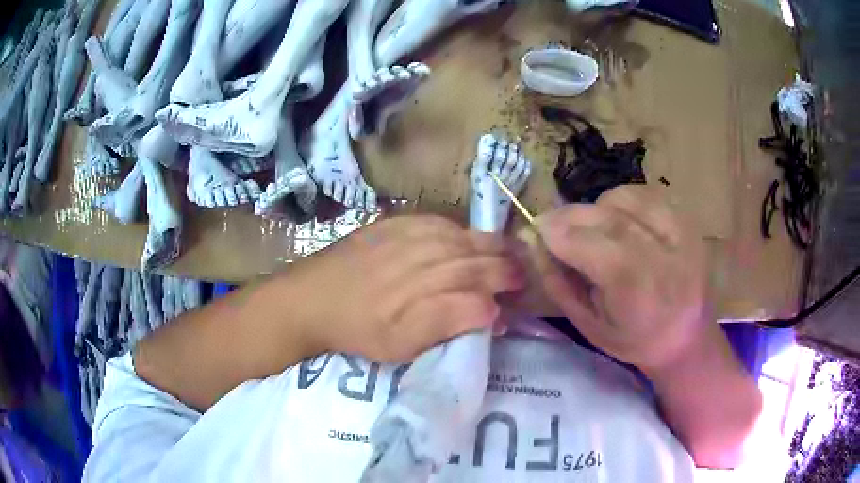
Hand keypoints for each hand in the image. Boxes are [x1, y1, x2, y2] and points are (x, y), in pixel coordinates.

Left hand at [287, 215, 524, 362]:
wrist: (309, 299)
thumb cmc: (356, 330)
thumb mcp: (400, 346)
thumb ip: (446, 325)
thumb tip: (489, 310)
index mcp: (421, 298)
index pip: (476, 291)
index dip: (501, 293)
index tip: (516, 298)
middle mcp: (418, 262)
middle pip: (473, 260)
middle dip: (504, 265)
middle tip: (522, 270)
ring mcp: (403, 239)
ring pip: (459, 238)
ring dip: (487, 244)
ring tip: (507, 250)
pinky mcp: (390, 225)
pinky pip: (434, 222)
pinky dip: (457, 229)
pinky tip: (465, 235)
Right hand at [537, 186, 709, 372]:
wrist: (687, 337)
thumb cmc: (634, 341)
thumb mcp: (588, 326)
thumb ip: (558, 283)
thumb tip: (533, 243)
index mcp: (635, 292)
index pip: (587, 244)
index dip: (555, 231)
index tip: (535, 230)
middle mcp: (661, 256)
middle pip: (606, 216)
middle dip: (570, 216)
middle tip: (553, 225)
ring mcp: (680, 233)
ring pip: (625, 198)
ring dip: (598, 208)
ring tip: (594, 229)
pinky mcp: (687, 221)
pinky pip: (646, 194)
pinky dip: (623, 202)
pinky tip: (620, 221)